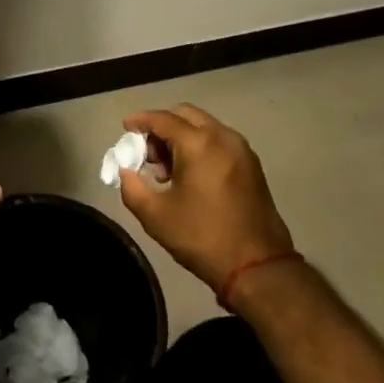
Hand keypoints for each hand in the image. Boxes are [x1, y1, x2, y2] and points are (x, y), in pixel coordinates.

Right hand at [116, 105, 295, 296]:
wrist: (258, 266)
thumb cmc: (202, 237)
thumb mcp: (155, 215)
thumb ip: (131, 187)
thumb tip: (126, 171)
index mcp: (198, 144)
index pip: (162, 119)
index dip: (140, 120)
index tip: (125, 128)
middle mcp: (223, 137)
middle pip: (185, 115)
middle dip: (162, 127)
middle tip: (147, 153)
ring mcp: (241, 150)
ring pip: (204, 127)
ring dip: (181, 137)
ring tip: (167, 170)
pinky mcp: (252, 165)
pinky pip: (219, 141)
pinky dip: (200, 146)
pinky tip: (190, 176)